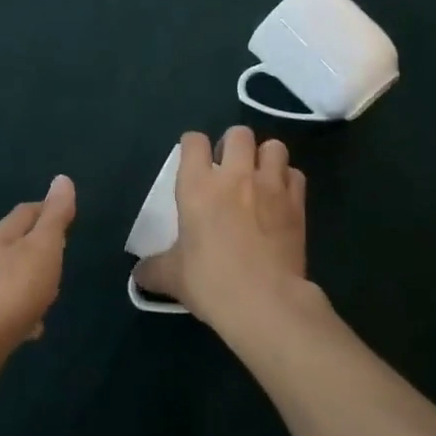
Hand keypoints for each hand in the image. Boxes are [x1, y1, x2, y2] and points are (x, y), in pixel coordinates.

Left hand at [0, 175, 74, 395]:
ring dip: (29, 281)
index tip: (68, 217)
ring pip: (9, 277)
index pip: (27, 211)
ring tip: (50, 294)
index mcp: (0, 235)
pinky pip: (4, 308)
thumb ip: (54, 217)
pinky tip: (31, 328)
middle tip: (63, 257)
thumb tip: (62, 178)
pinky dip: (20, 312)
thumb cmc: (11, 292)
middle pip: (15, 243)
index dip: (48, 210)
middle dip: (39, 247)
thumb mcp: (42, 248)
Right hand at [133, 127, 307, 328]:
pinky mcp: (296, 204)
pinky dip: (288, 181)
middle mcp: (234, 175)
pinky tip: (281, 198)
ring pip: (274, 147)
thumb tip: (139, 275)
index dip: (192, 146)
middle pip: (238, 133)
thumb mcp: (172, 277)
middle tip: (228, 168)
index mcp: (198, 185)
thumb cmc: (210, 281)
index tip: (192, 160)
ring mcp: (270, 186)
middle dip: (233, 145)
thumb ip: (153, 269)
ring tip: (259, 177)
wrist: (264, 301)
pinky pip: (296, 175)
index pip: (194, 141)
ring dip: (265, 157)